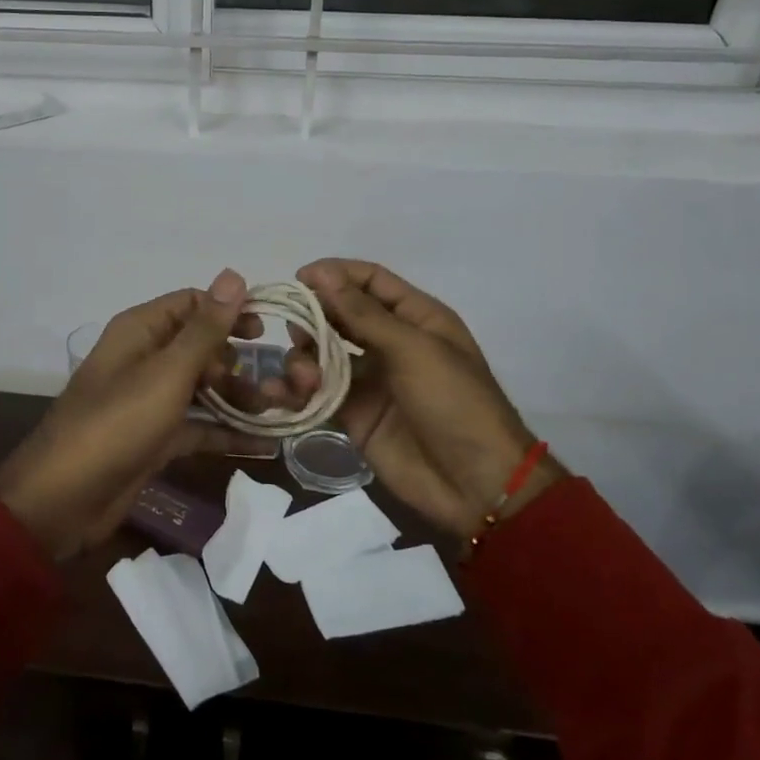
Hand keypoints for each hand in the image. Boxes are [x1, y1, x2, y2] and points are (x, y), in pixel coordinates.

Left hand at [0, 270, 255, 558]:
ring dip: (239, 397)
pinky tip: (265, 442)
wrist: (64, 499)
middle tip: (280, 382)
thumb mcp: (168, 373)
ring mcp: (151, 401)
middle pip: (202, 347)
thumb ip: (205, 328)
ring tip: (281, 411)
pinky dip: (227, 431)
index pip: (193, 303)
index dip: (230, 312)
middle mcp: (146, 358)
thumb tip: (234, 274)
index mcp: (141, 331)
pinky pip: (199, 426)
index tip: (270, 331)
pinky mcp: (156, 438)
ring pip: (203, 388)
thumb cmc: (118, 423)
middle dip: (240, 362)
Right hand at [271, 259, 564, 538]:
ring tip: (304, 377)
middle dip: (313, 316)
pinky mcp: (352, 413)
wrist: (475, 485)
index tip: (298, 279)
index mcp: (416, 318)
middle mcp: (389, 342)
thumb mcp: (413, 349)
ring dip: (304, 357)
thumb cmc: (454, 403)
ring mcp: (369, 379)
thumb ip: (363, 313)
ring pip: (322, 352)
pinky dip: (297, 390)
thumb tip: (321, 273)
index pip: (370, 280)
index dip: (335, 274)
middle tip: (295, 329)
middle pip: (339, 314)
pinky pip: (317, 392)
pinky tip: (283, 395)